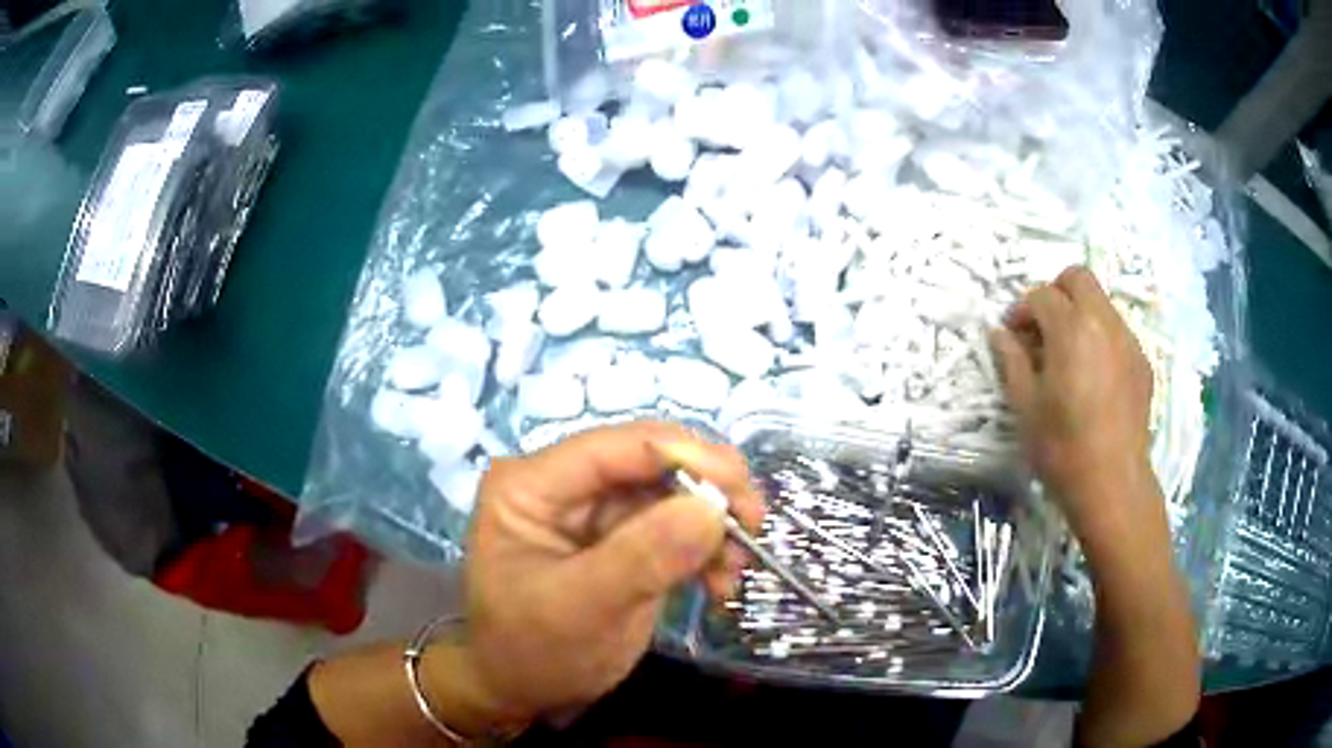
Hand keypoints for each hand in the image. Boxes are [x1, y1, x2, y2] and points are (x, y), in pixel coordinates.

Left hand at [438, 421, 764, 726]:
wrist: (521, 692)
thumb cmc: (533, 653)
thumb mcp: (582, 610)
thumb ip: (643, 557)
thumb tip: (713, 507)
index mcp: (532, 484)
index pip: (617, 446)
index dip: (686, 457)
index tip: (740, 494)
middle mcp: (564, 483)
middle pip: (652, 462)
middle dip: (709, 492)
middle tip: (753, 529)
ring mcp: (595, 511)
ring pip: (673, 492)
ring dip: (714, 525)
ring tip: (734, 570)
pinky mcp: (622, 538)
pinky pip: (677, 526)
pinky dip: (706, 548)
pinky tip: (719, 583)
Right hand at [988, 266, 1162, 550]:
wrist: (1112, 483)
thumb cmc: (1062, 446)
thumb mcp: (1026, 405)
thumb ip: (1011, 360)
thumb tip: (1000, 334)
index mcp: (1071, 328)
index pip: (1042, 295)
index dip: (1021, 310)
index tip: (1012, 335)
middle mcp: (1104, 321)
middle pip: (1078, 278)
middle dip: (1055, 292)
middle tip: (1043, 328)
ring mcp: (1128, 340)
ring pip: (1100, 303)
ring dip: (1079, 314)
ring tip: (1068, 355)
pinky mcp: (1142, 362)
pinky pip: (1117, 332)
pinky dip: (1100, 338)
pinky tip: (1093, 377)